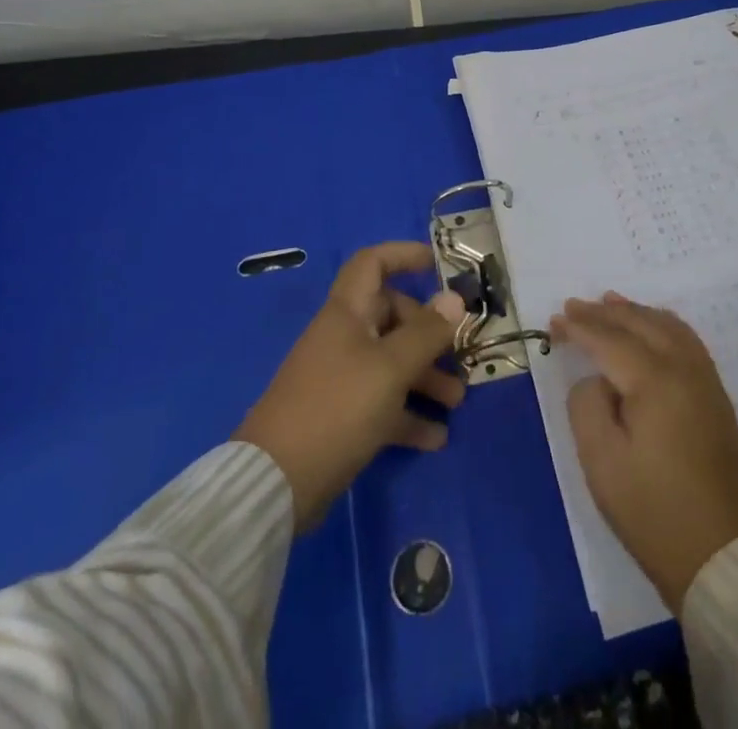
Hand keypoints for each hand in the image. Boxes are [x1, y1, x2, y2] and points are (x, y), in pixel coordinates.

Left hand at [234, 242, 465, 529]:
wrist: (277, 481)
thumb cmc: (337, 406)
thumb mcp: (390, 367)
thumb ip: (426, 333)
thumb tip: (455, 298)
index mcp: (348, 313)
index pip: (373, 264)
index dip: (404, 255)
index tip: (439, 265)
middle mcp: (345, 338)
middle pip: (392, 317)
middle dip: (430, 334)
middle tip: (460, 354)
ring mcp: (342, 378)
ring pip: (392, 363)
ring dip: (426, 377)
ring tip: (457, 401)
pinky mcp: (343, 416)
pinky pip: (384, 404)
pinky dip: (409, 415)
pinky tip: (436, 437)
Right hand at [551, 293, 737, 612]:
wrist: (719, 557)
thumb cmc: (651, 511)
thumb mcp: (600, 460)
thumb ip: (587, 404)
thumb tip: (598, 380)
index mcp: (655, 381)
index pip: (610, 340)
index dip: (580, 327)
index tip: (554, 320)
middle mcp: (685, 369)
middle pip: (640, 324)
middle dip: (604, 312)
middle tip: (574, 305)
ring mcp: (706, 382)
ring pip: (668, 326)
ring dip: (636, 312)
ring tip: (610, 302)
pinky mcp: (716, 398)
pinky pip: (687, 341)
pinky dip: (662, 325)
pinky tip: (652, 327)